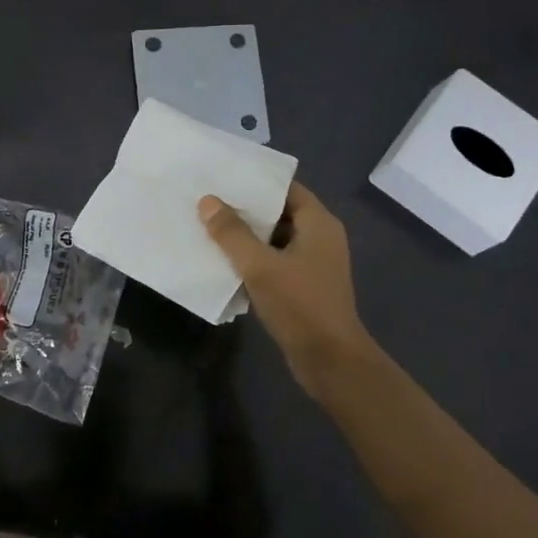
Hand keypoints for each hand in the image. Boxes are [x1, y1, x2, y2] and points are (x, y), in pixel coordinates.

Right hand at [198, 182, 374, 391]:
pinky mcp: (304, 287)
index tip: (223, 177)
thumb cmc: (300, 305)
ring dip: (246, 236)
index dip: (256, 181)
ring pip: (275, 240)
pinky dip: (254, 260)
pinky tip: (224, 261)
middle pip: (279, 212)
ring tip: (209, 226)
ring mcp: (313, 264)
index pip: (286, 188)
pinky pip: (275, 262)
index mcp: (318, 223)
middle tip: (208, 201)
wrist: (330, 360)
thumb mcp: (260, 266)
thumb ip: (232, 233)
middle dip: (245, 209)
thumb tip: (208, 201)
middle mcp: (320, 238)